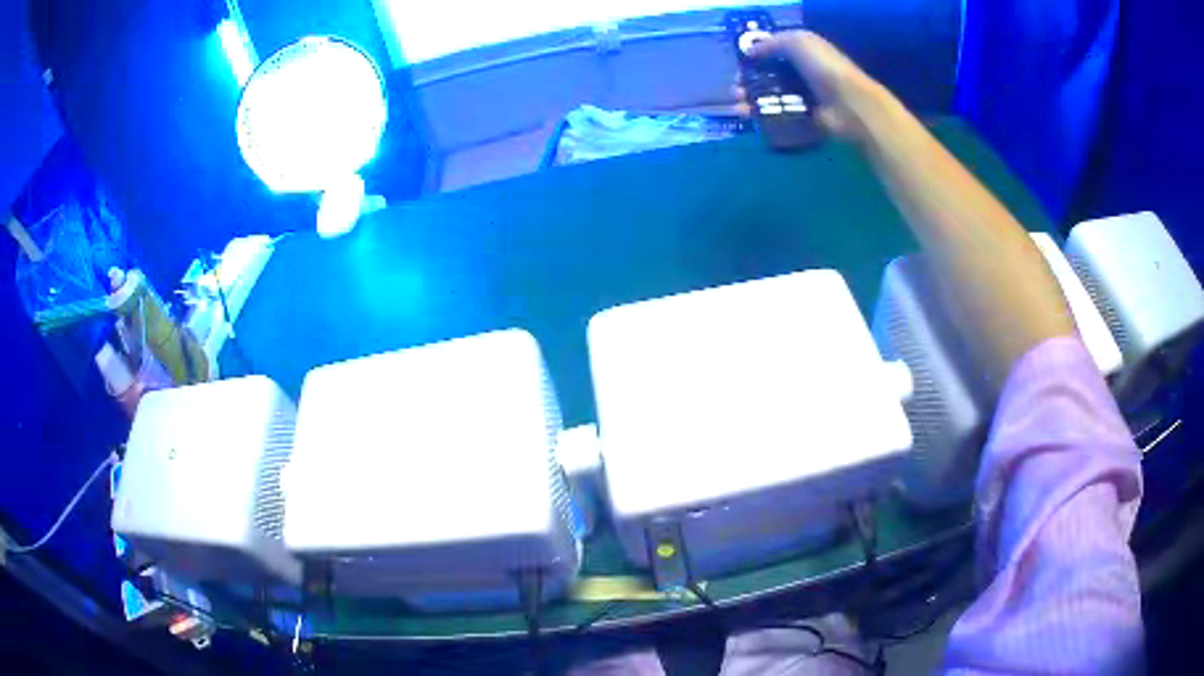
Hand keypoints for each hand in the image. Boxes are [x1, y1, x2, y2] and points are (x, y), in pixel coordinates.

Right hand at [733, 31, 885, 139]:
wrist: (849, 104)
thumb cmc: (824, 67)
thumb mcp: (797, 42)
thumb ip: (771, 43)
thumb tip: (749, 51)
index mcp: (803, 52)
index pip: (774, 52)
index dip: (755, 57)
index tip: (739, 64)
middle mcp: (803, 73)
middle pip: (770, 76)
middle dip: (749, 81)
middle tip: (736, 88)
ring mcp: (805, 97)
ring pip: (772, 96)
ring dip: (752, 99)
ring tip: (738, 104)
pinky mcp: (805, 118)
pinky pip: (779, 115)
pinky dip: (762, 116)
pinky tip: (748, 116)